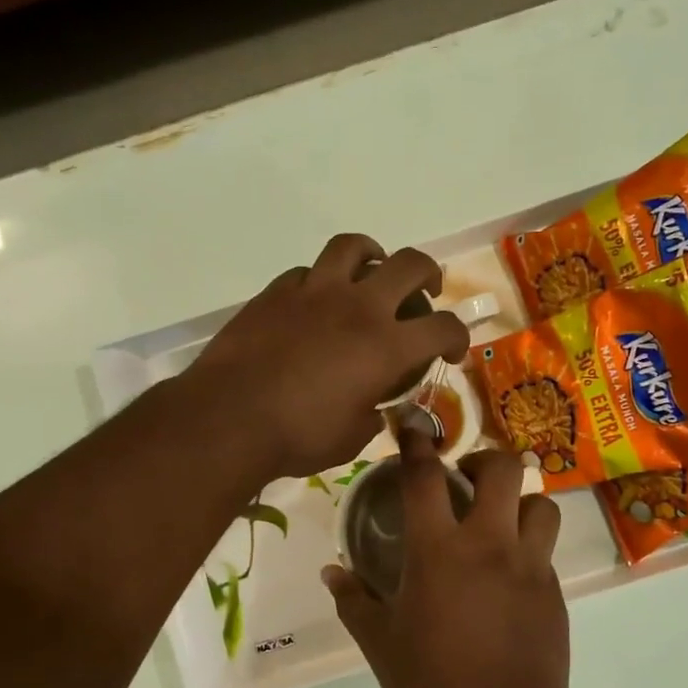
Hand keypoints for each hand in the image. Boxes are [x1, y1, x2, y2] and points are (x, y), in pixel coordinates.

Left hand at [186, 235, 470, 479]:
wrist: (229, 417)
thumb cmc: (298, 437)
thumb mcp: (351, 439)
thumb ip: (370, 416)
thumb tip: (372, 409)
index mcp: (387, 346)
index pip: (443, 327)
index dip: (458, 337)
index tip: (452, 351)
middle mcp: (359, 307)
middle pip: (410, 264)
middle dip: (428, 275)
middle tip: (425, 292)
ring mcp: (315, 292)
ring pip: (354, 247)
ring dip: (372, 255)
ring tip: (371, 272)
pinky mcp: (276, 292)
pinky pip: (308, 272)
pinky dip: (321, 281)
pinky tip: (315, 302)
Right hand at [323, 427, 567, 687]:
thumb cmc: (428, 686)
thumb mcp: (380, 643)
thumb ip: (353, 601)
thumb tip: (331, 573)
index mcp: (438, 552)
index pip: (425, 477)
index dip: (418, 443)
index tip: (415, 425)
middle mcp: (489, 545)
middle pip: (503, 470)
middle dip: (486, 461)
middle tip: (468, 481)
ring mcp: (529, 568)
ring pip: (542, 504)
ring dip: (520, 502)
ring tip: (501, 522)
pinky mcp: (554, 594)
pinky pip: (547, 552)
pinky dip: (530, 548)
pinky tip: (510, 577)